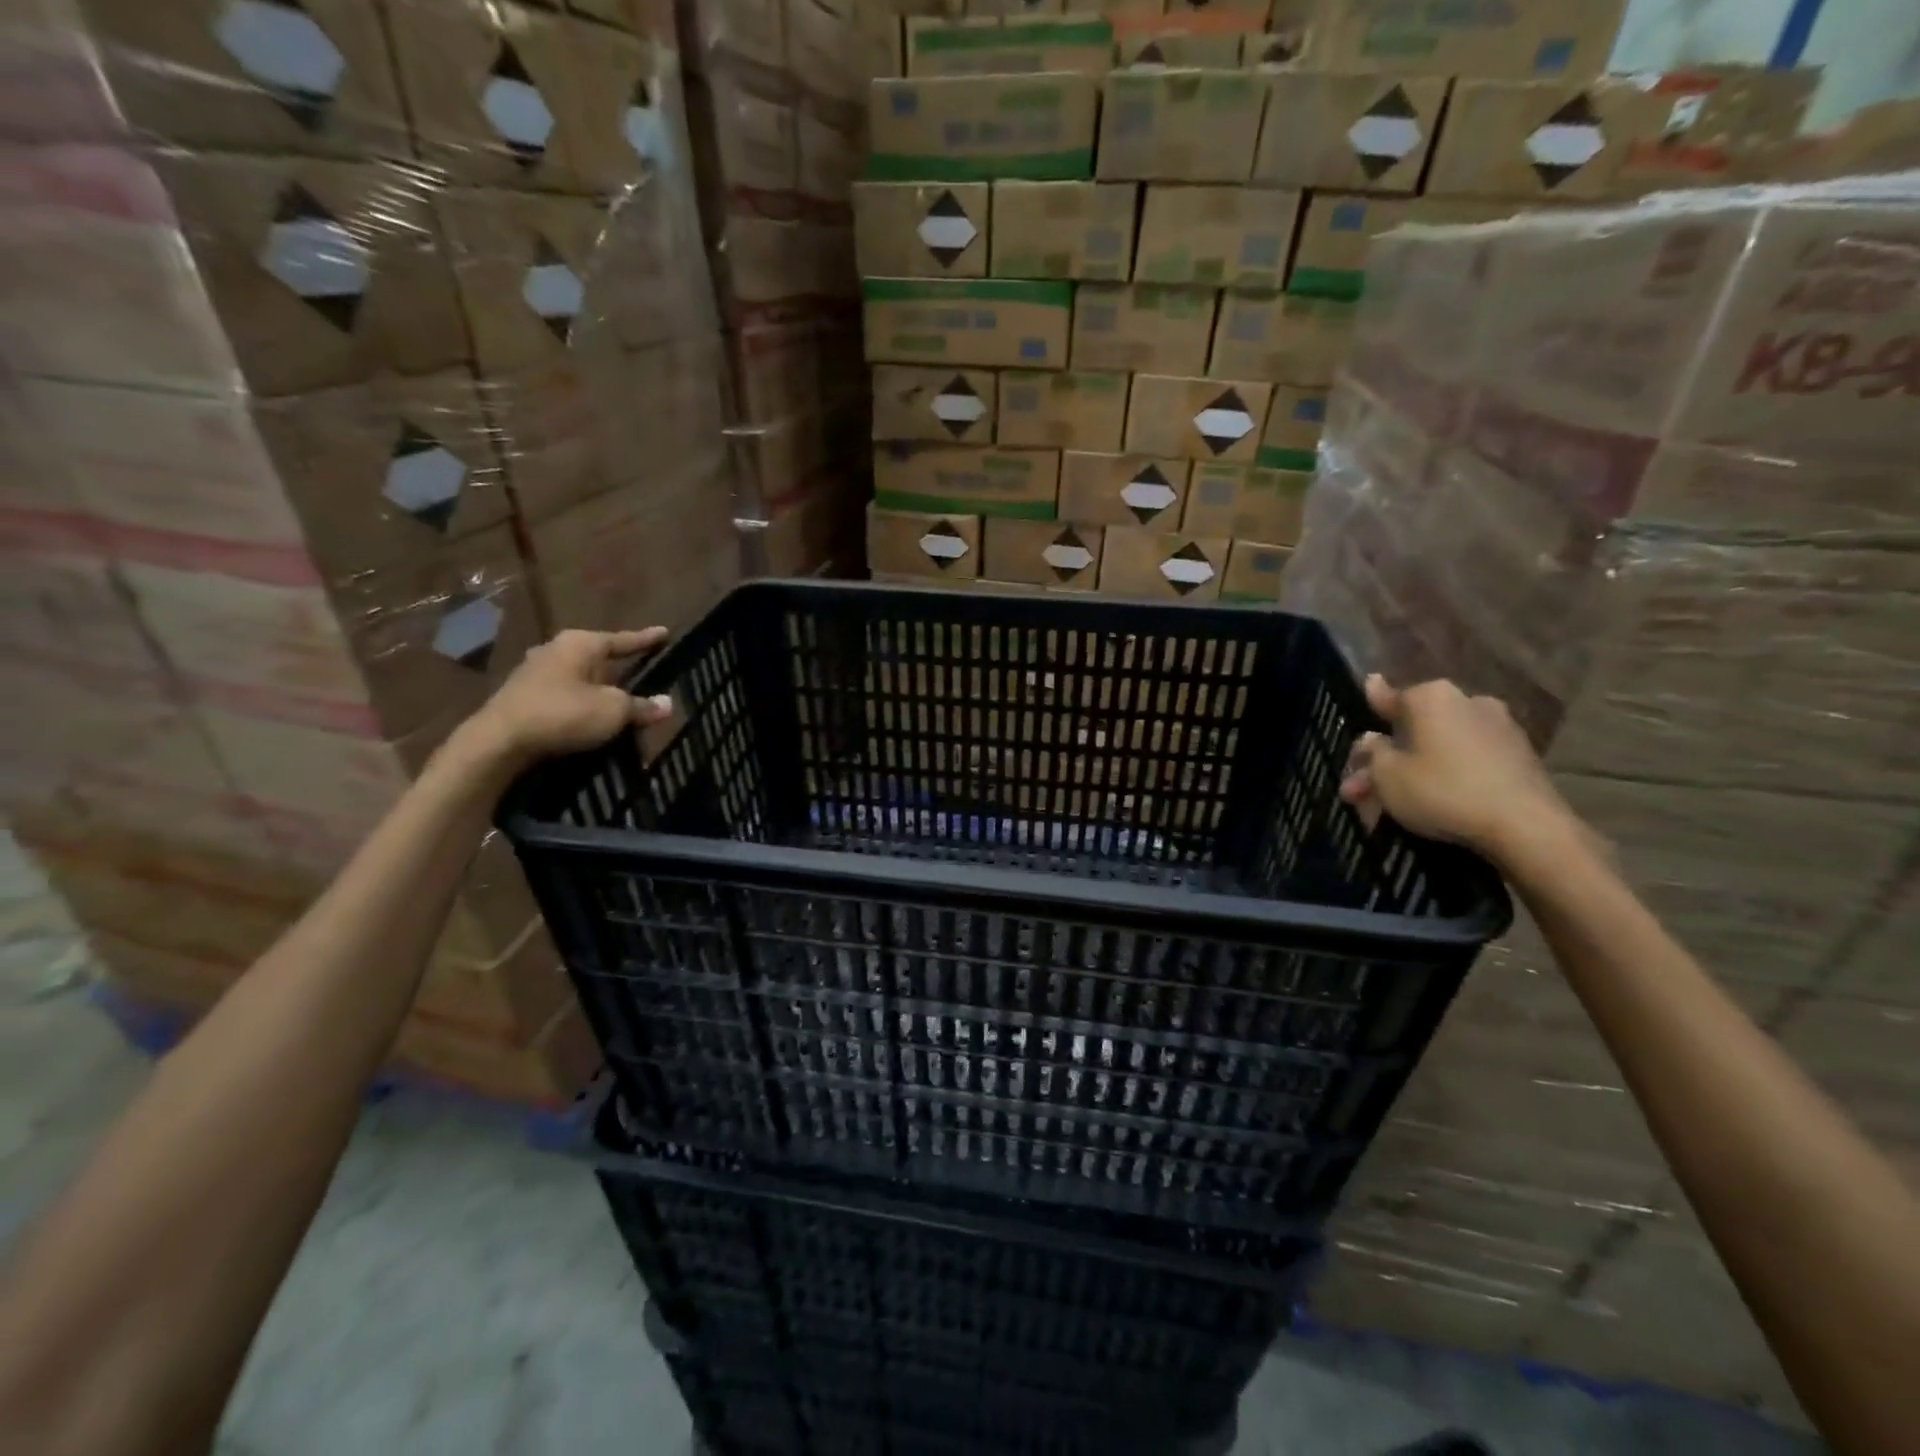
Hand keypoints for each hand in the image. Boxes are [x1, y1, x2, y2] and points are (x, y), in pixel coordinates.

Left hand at [460, 627, 671, 770]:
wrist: (500, 741)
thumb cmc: (564, 714)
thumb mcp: (614, 711)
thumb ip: (641, 706)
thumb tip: (668, 704)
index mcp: (581, 644)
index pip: (623, 639)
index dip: (646, 639)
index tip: (665, 632)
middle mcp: (556, 649)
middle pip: (598, 656)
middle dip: (619, 665)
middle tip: (641, 669)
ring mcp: (535, 671)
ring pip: (579, 676)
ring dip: (598, 687)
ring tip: (617, 697)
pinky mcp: (522, 695)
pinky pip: (564, 693)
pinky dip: (581, 701)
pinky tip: (589, 714)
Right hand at [1339, 675, 1575, 863]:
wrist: (1526, 827)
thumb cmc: (1442, 790)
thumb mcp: (1386, 775)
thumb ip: (1372, 752)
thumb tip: (1373, 738)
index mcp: (1431, 697)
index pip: (1388, 696)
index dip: (1372, 702)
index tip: (1367, 690)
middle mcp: (1467, 702)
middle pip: (1413, 728)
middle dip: (1385, 757)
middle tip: (1360, 786)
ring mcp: (1498, 728)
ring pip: (1439, 746)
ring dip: (1412, 769)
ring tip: (1389, 804)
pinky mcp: (1519, 757)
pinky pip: (1467, 760)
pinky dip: (1445, 774)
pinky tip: (1430, 799)